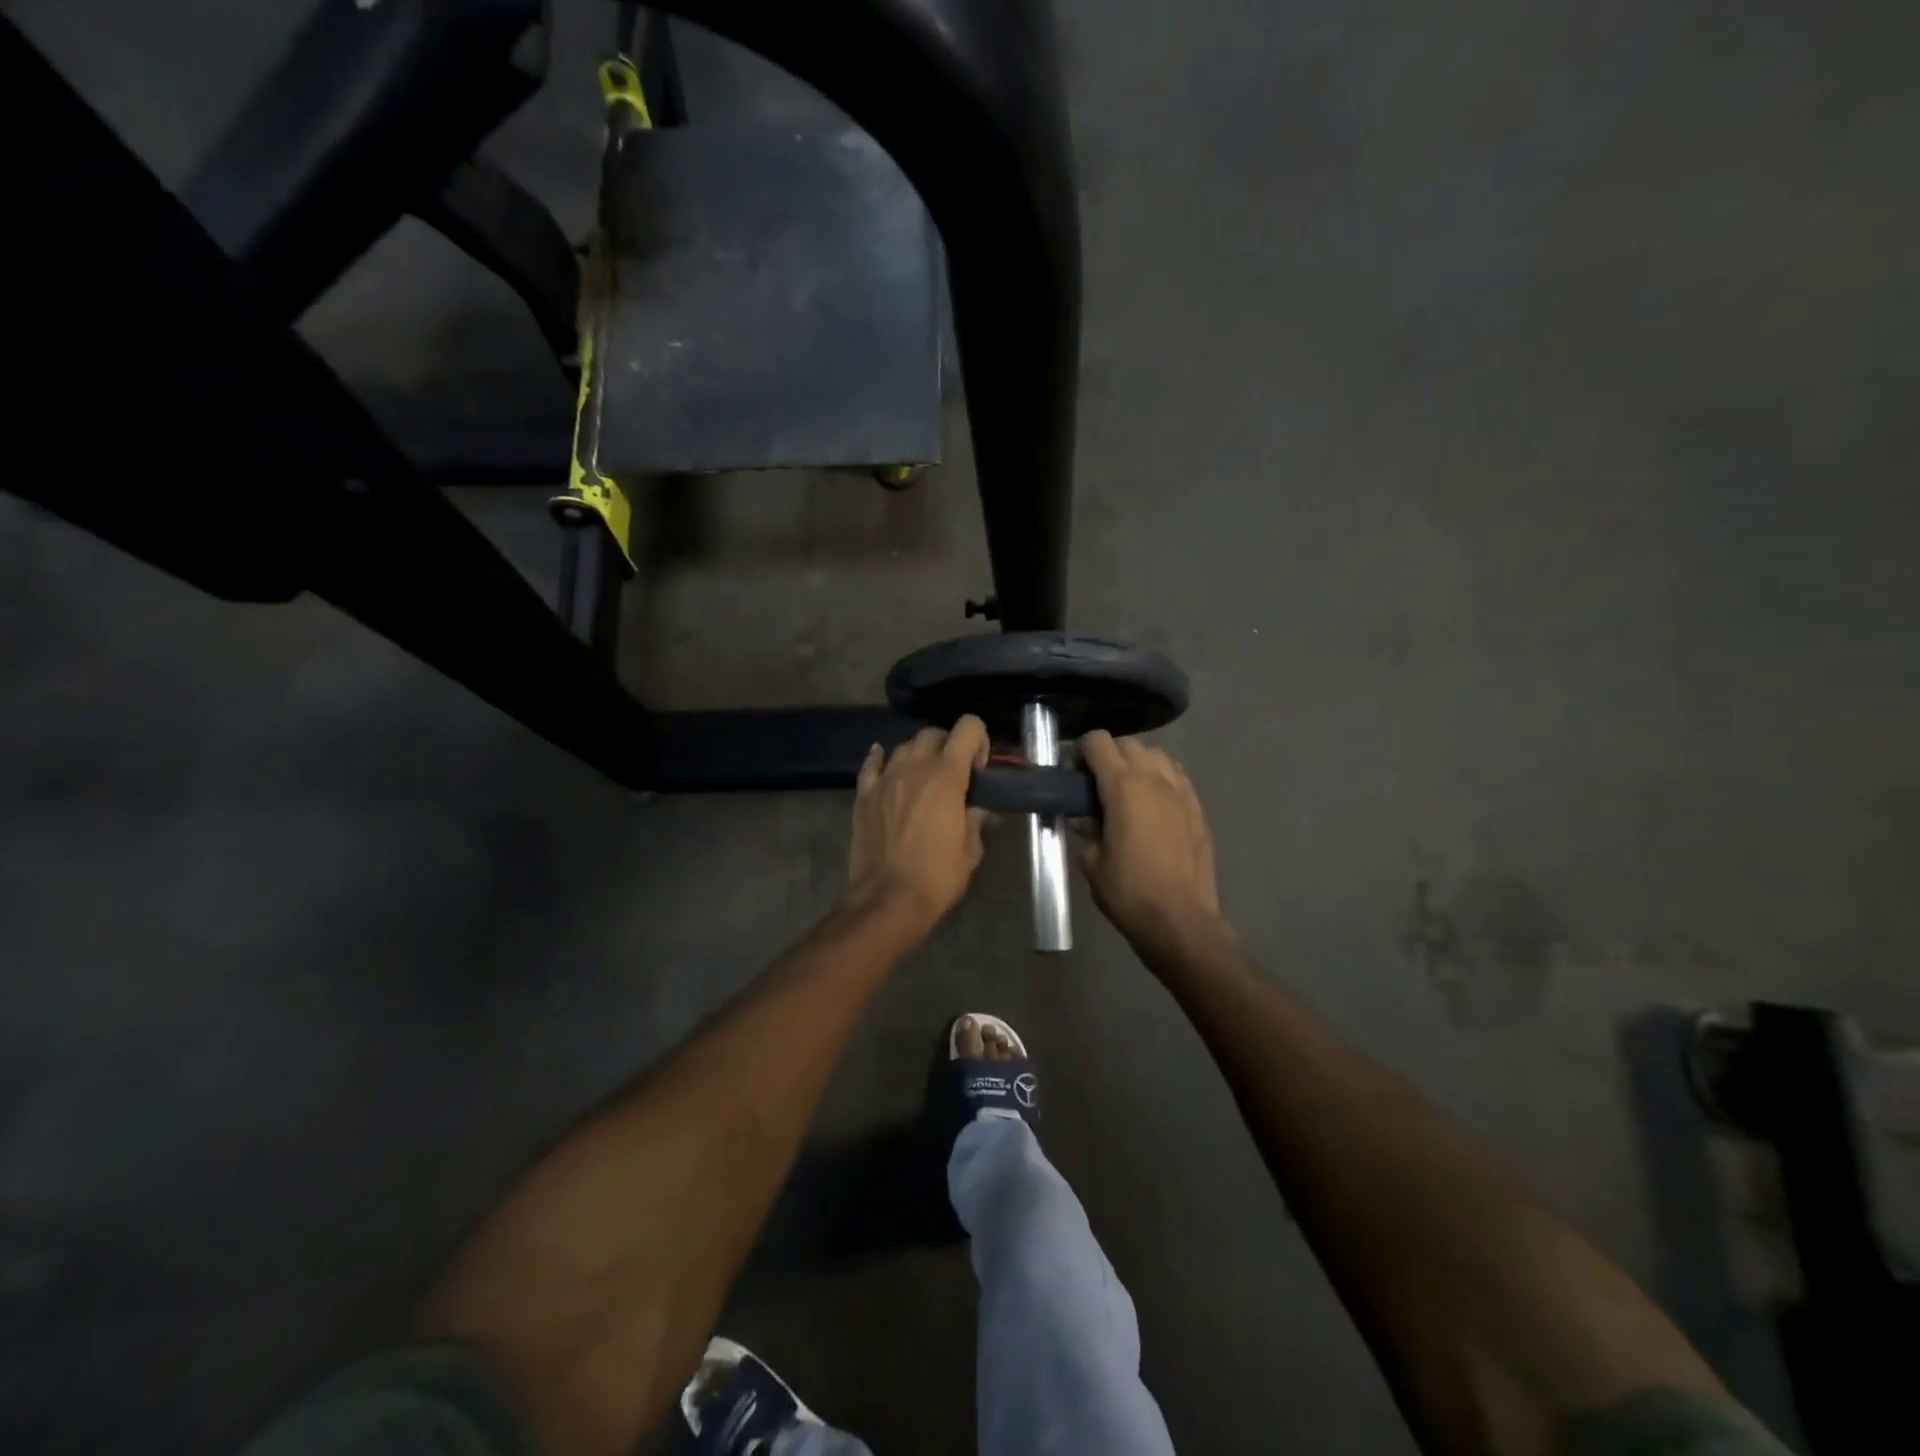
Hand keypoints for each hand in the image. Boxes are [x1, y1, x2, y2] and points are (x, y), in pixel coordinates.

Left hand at [843, 716, 990, 930]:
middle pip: (932, 733)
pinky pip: (872, 764)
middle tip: (954, 773)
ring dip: (918, 754)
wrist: (887, 900)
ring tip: (923, 777)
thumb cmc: (936, 877)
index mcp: (947, 776)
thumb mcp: (970, 851)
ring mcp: (885, 779)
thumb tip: (979, 811)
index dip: (978, 739)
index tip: (979, 767)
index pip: (967, 728)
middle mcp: (914, 767)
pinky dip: (881, 758)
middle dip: (948, 745)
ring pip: (904, 746)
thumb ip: (976, 821)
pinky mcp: (864, 794)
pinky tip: (886, 763)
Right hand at [1075, 731, 1223, 948]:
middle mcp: (1154, 779)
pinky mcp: (1198, 809)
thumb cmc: (1128, 891)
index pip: (1099, 742)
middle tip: (1098, 782)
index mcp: (1123, 786)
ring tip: (1129, 790)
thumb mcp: (1092, 862)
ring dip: (1139, 763)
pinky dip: (1162, 779)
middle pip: (1129, 744)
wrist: (1180, 920)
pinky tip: (1154, 805)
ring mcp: (1181, 792)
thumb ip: (1086, 831)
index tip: (1074, 772)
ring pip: (1158, 756)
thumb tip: (1084, 819)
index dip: (1082, 751)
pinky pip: (1178, 777)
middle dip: (1110, 754)